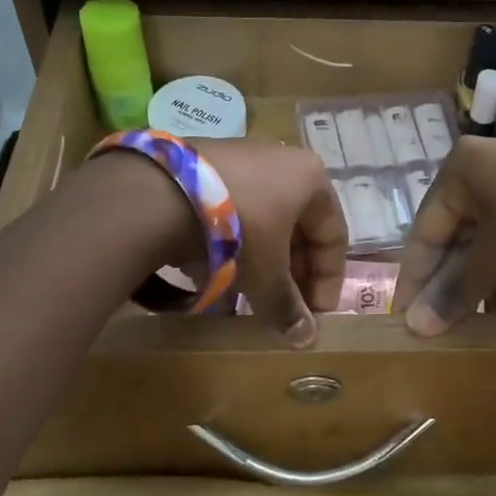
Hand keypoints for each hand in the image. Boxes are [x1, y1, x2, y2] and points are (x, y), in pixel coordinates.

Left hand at [196, 139, 346, 345]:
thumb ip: (288, 307)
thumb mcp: (267, 275)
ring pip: (263, 218)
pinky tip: (214, 269)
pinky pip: (231, 209)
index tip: (314, 314)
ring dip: (261, 259)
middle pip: (298, 226)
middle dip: (292, 271)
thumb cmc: (239, 231)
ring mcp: (241, 157)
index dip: (328, 280)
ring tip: (247, 293)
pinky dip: (231, 241)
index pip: (333, 235)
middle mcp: (282, 159)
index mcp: (311, 178)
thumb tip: (306, 338)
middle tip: (282, 305)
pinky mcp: (204, 163)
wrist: (162, 193)